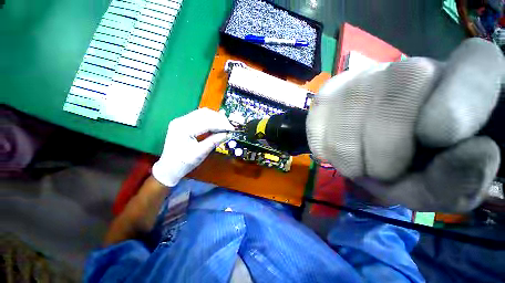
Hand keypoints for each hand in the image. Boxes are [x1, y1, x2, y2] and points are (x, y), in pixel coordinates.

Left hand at [152, 108, 232, 186]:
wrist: (168, 168)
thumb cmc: (183, 163)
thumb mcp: (200, 153)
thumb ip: (214, 141)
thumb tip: (227, 134)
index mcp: (183, 128)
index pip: (206, 122)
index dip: (221, 124)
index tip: (232, 129)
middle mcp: (181, 121)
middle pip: (204, 114)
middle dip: (219, 119)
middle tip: (230, 127)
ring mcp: (181, 120)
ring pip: (203, 113)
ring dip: (215, 118)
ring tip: (225, 125)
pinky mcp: (184, 123)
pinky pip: (200, 117)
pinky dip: (210, 120)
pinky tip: (217, 125)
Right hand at [307, 38, 502, 211]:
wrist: (377, 148)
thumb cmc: (419, 166)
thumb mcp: (445, 187)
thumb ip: (462, 179)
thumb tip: (477, 151)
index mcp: (464, 78)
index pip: (477, 64)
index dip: (460, 100)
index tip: (440, 138)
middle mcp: (410, 64)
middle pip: (393, 103)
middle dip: (384, 155)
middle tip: (385, 171)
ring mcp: (360, 76)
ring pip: (347, 117)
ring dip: (350, 156)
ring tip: (359, 163)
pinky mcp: (326, 93)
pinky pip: (317, 124)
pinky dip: (325, 147)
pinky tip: (336, 152)